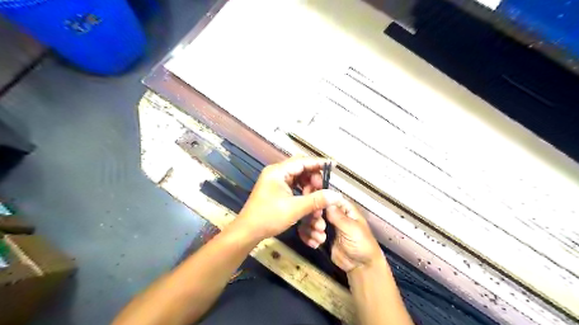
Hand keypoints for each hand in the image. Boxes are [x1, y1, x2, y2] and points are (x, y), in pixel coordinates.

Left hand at [233, 158, 342, 240]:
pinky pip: (294, 185)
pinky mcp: (276, 189)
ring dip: (309, 187)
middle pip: (301, 168)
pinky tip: (308, 200)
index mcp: (278, 172)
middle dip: (314, 180)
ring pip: (298, 178)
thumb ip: (316, 200)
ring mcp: (275, 180)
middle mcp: (276, 172)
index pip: (302, 161)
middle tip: (322, 192)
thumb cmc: (269, 217)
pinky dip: (302, 191)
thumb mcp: (295, 209)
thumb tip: (336, 195)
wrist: (248, 231)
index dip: (319, 163)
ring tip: (315, 199)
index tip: (333, 165)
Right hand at [299, 199, 383, 272]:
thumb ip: (338, 216)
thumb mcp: (352, 229)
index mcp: (344, 209)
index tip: (315, 210)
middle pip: (316, 209)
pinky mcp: (320, 237)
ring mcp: (325, 226)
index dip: (320, 202)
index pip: (328, 198)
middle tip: (320, 228)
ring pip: (310, 221)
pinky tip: (315, 244)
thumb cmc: (362, 244)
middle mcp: (333, 215)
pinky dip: (308, 237)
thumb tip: (326, 202)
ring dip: (311, 230)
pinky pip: (309, 233)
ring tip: (321, 240)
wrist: (360, 266)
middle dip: (315, 219)